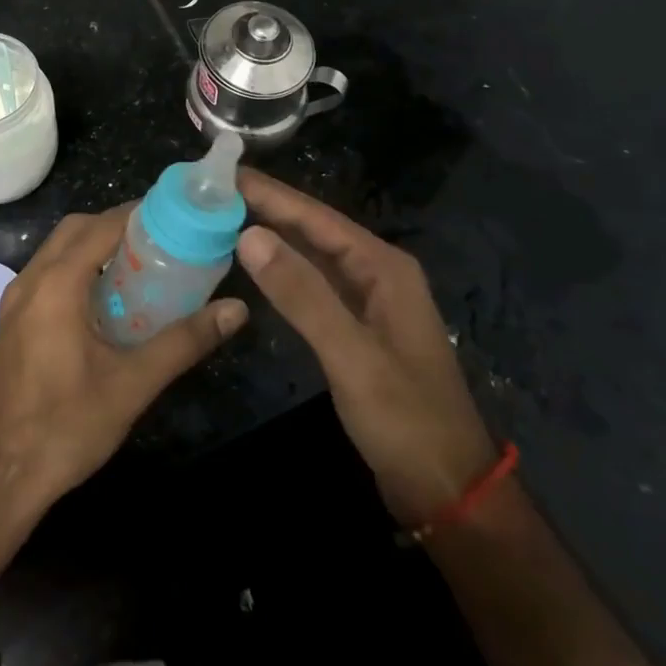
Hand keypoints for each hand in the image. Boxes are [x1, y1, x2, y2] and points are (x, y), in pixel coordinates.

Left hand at [0, 206, 247, 511]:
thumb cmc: (63, 427)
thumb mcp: (132, 385)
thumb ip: (184, 341)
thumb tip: (235, 310)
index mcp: (56, 284)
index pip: (101, 225)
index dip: (138, 213)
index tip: (176, 214)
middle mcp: (29, 282)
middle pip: (76, 229)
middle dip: (116, 224)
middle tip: (160, 239)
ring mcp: (12, 303)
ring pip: (57, 251)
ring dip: (94, 246)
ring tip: (138, 265)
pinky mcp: (8, 325)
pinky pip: (46, 275)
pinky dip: (76, 269)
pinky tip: (103, 303)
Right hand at [236, 169, 496, 527]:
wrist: (449, 492)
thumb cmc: (405, 419)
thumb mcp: (351, 355)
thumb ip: (302, 294)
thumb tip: (249, 234)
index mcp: (383, 267)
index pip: (317, 217)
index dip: (272, 194)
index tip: (227, 174)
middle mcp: (378, 274)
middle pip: (315, 230)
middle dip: (269, 209)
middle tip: (216, 191)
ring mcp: (369, 302)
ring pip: (314, 257)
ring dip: (275, 237)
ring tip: (227, 217)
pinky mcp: (358, 330)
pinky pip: (316, 286)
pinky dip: (286, 272)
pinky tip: (259, 267)